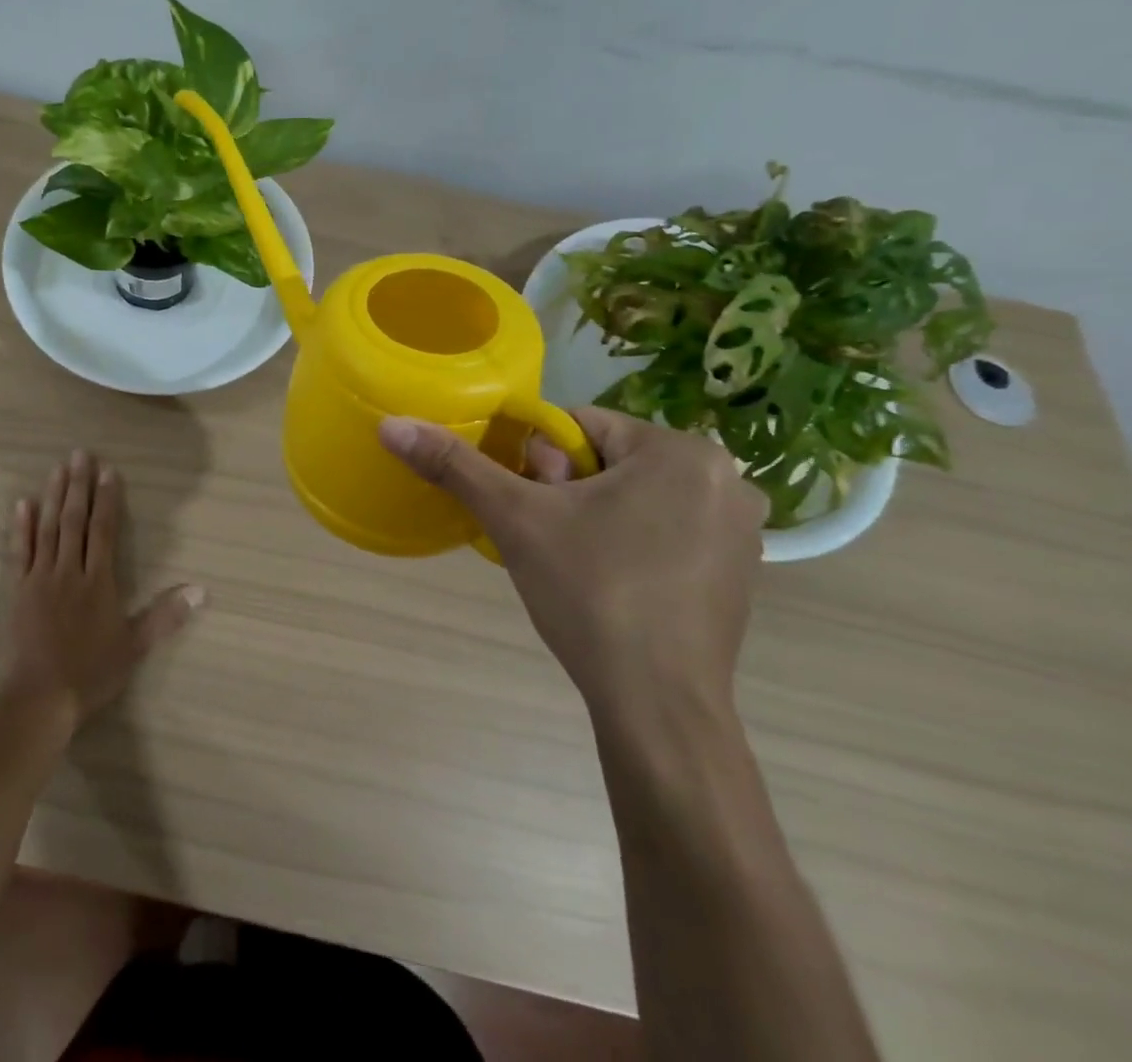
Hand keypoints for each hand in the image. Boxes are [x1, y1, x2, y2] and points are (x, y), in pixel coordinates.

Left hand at [0, 450, 205, 727]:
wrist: (38, 698)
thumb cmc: (90, 673)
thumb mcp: (134, 647)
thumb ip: (165, 616)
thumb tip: (202, 590)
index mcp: (99, 582)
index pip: (105, 531)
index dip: (107, 500)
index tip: (108, 471)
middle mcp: (70, 571)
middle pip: (75, 520)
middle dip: (79, 485)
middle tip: (79, 453)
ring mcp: (40, 578)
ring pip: (48, 528)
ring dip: (53, 496)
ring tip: (57, 467)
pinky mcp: (17, 590)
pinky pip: (19, 551)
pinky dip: (21, 526)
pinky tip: (22, 503)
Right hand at [379, 409, 763, 723]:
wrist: (659, 707)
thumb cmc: (592, 593)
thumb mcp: (514, 519)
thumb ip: (454, 465)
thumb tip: (390, 425)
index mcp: (681, 451)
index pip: (579, 426)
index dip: (536, 462)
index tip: (528, 505)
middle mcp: (724, 479)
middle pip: (608, 460)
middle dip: (565, 490)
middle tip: (549, 539)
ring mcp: (740, 530)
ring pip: (634, 496)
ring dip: (593, 516)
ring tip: (574, 565)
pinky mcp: (739, 572)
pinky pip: (665, 531)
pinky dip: (629, 544)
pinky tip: (610, 585)